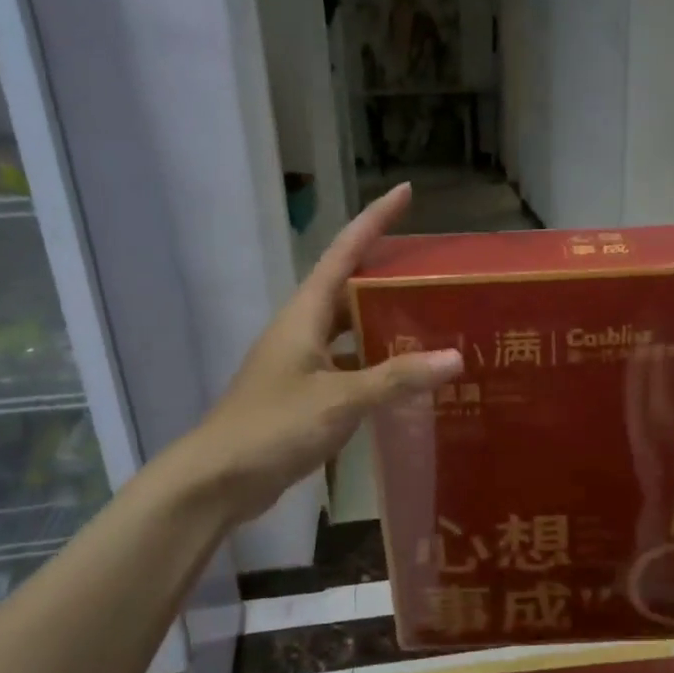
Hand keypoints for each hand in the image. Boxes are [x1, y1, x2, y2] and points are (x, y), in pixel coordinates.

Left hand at [174, 184, 460, 521]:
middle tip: (434, 267)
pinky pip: (348, 362)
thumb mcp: (340, 399)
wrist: (217, 479)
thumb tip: (455, 357)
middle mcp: (302, 328)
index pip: (344, 252)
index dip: (375, 220)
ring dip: (384, 318)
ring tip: (430, 315)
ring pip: (349, 327)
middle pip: (349, 285)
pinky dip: (376, 361)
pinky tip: (404, 373)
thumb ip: (397, 378)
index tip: (405, 193)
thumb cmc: (273, 427)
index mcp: (305, 314)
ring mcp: (301, 361)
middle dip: (387, 270)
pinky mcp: (304, 392)